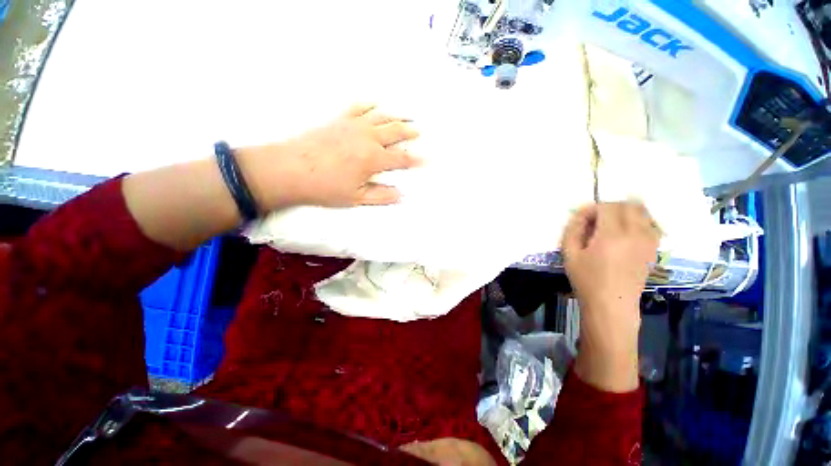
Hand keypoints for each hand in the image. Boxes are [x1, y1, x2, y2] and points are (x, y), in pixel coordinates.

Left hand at [238, 104, 419, 209]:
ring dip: (395, 117)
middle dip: (409, 133)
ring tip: (404, 117)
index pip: (401, 159)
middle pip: (395, 132)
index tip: (427, 159)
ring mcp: (353, 126)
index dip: (416, 160)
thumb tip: (400, 195)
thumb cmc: (324, 187)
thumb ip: (381, 195)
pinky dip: (369, 105)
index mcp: (374, 159)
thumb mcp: (356, 197)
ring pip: (381, 117)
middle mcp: (367, 138)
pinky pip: (358, 108)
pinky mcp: (339, 120)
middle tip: (419, 132)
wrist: (290, 169)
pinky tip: (374, 104)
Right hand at [561, 202, 659, 391]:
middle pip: (628, 205)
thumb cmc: (587, 280)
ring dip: (625, 212)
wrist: (612, 305)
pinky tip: (625, 231)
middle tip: (595, 220)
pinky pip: (651, 224)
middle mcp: (636, 234)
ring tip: (610, 224)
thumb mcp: (569, 254)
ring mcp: (649, 241)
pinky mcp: (653, 249)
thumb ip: (573, 229)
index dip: (592, 209)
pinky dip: (638, 220)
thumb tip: (582, 214)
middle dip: (610, 207)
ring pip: (643, 212)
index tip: (582, 219)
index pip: (607, 207)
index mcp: (612, 235)